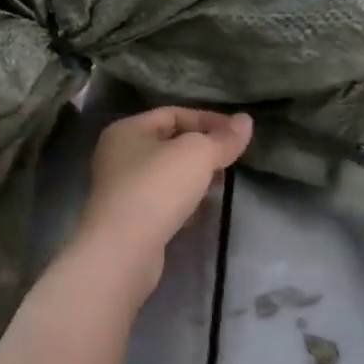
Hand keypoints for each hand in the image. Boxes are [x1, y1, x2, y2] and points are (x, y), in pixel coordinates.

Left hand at [74, 107, 252, 295]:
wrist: (124, 249)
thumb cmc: (157, 188)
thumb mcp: (198, 154)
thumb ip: (223, 138)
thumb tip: (245, 121)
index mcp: (127, 130)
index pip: (173, 113)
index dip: (208, 119)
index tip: (237, 134)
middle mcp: (118, 155)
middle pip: (169, 143)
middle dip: (202, 150)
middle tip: (230, 161)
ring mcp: (120, 189)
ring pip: (166, 174)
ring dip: (194, 177)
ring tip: (219, 186)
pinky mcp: (128, 219)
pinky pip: (162, 201)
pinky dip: (183, 202)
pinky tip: (200, 212)